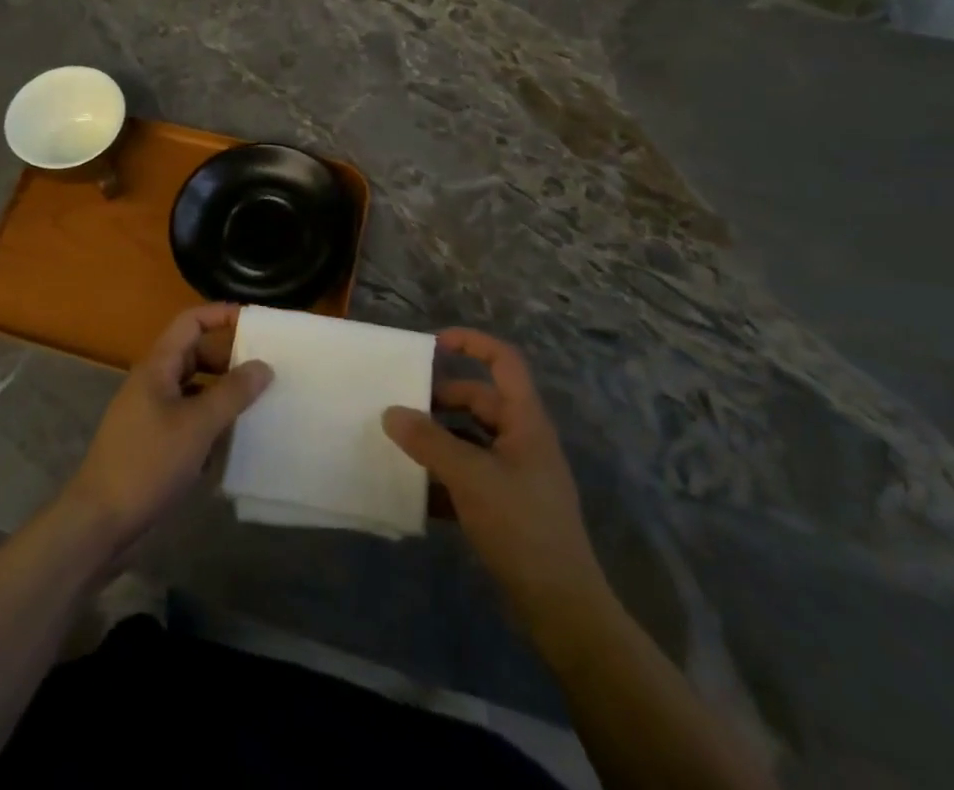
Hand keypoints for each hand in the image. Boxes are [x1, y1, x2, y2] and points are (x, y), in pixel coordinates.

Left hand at [61, 305, 272, 555]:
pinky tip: (233, 443)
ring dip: (222, 394)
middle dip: (229, 359)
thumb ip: (232, 393)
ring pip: (194, 390)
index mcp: (158, 366)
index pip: (191, 322)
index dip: (221, 315)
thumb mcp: (197, 426)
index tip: (255, 323)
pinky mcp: (154, 444)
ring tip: (259, 404)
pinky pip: (188, 420)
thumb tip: (263, 366)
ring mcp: (151, 414)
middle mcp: (153, 382)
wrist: (100, 522)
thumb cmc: (148, 463)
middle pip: (195, 355)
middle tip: (266, 370)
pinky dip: (210, 424)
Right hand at [383, 328, 604, 620]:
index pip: (504, 362)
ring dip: (437, 440)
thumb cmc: (522, 527)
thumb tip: (391, 413)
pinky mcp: (506, 506)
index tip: (432, 345)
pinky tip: (414, 490)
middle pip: (478, 400)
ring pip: (470, 439)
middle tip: (401, 406)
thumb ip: (428, 442)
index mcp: (525, 421)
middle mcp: (522, 440)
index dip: (472, 343)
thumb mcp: (470, 477)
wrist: (562, 609)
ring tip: (399, 445)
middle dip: (440, 400)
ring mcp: (515, 474)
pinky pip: (468, 475)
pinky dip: (443, 477)